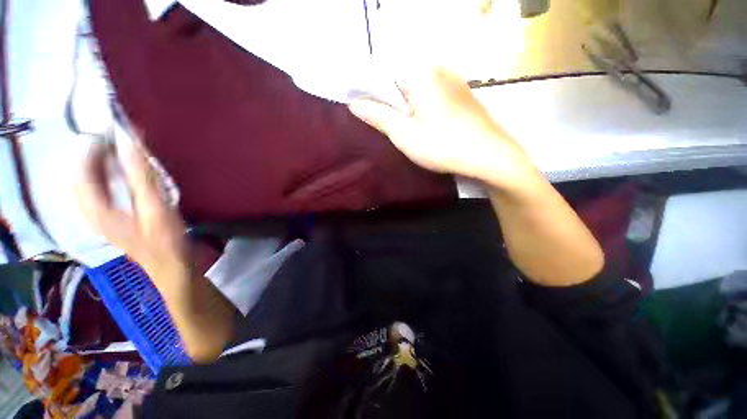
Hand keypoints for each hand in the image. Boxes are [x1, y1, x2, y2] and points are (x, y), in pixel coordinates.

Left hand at [76, 140, 188, 287]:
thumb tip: (129, 141)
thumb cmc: (164, 239)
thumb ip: (140, 175)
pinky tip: (120, 170)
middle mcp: (88, 210)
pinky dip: (105, 174)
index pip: (82, 169)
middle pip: (81, 174)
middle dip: (94, 153)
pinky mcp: (108, 217)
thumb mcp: (155, 206)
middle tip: (116, 139)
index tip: (112, 131)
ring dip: (99, 162)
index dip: (93, 147)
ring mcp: (97, 215)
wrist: (170, 265)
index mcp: (95, 209)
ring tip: (118, 150)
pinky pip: (97, 189)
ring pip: (88, 181)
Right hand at [348, 67, 536, 189]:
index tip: (363, 109)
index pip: (383, 72)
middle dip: (388, 99)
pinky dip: (420, 104)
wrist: (490, 156)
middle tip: (384, 123)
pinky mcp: (461, 92)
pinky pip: (431, 92)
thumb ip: (378, 116)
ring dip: (404, 103)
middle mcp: (438, 68)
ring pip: (416, 86)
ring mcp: (453, 79)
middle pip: (400, 79)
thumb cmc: (443, 146)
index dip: (369, 90)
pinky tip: (423, 123)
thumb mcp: (405, 135)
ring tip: (403, 126)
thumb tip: (353, 103)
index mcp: (421, 73)